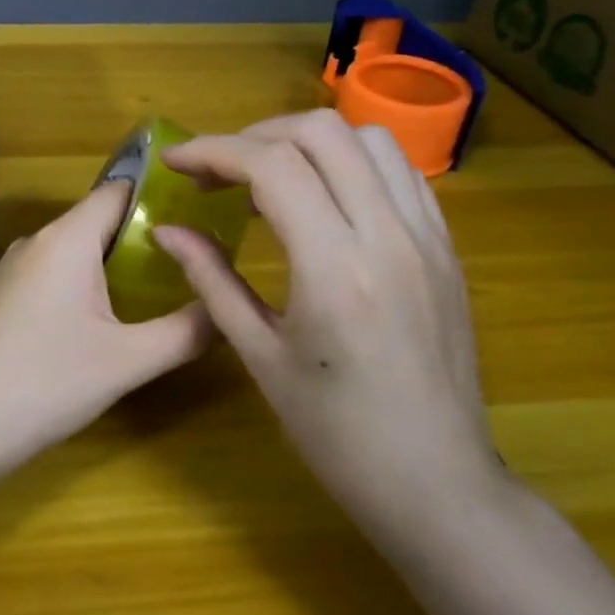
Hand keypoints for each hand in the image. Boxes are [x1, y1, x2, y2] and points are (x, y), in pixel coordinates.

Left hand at [0, 183, 212, 472]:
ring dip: (107, 268)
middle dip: (139, 239)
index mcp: (65, 240)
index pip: (118, 189)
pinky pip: (44, 279)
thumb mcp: (127, 361)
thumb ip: (186, 331)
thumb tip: (227, 308)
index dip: (159, 196)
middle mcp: (32, 243)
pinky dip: (75, 289)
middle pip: (94, 222)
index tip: (197, 215)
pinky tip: (89, 329)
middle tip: (184, 267)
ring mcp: (5, 272)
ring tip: (146, 298)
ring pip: (68, 254)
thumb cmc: (46, 385)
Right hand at [153, 111, 500, 535]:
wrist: (435, 481)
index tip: (176, 163)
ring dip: (309, 142)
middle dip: (256, 135)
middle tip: (219, 172)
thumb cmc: (335, 432)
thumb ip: (211, 279)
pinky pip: (401, 172)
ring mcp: (427, 237)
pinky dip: (353, 162)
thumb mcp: (259, 355)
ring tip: (270, 178)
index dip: (213, 151)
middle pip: (322, 132)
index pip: (271, 166)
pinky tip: (325, 198)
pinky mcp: (447, 248)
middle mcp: (388, 235)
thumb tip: (167, 230)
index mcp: (334, 268)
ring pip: (369, 139)